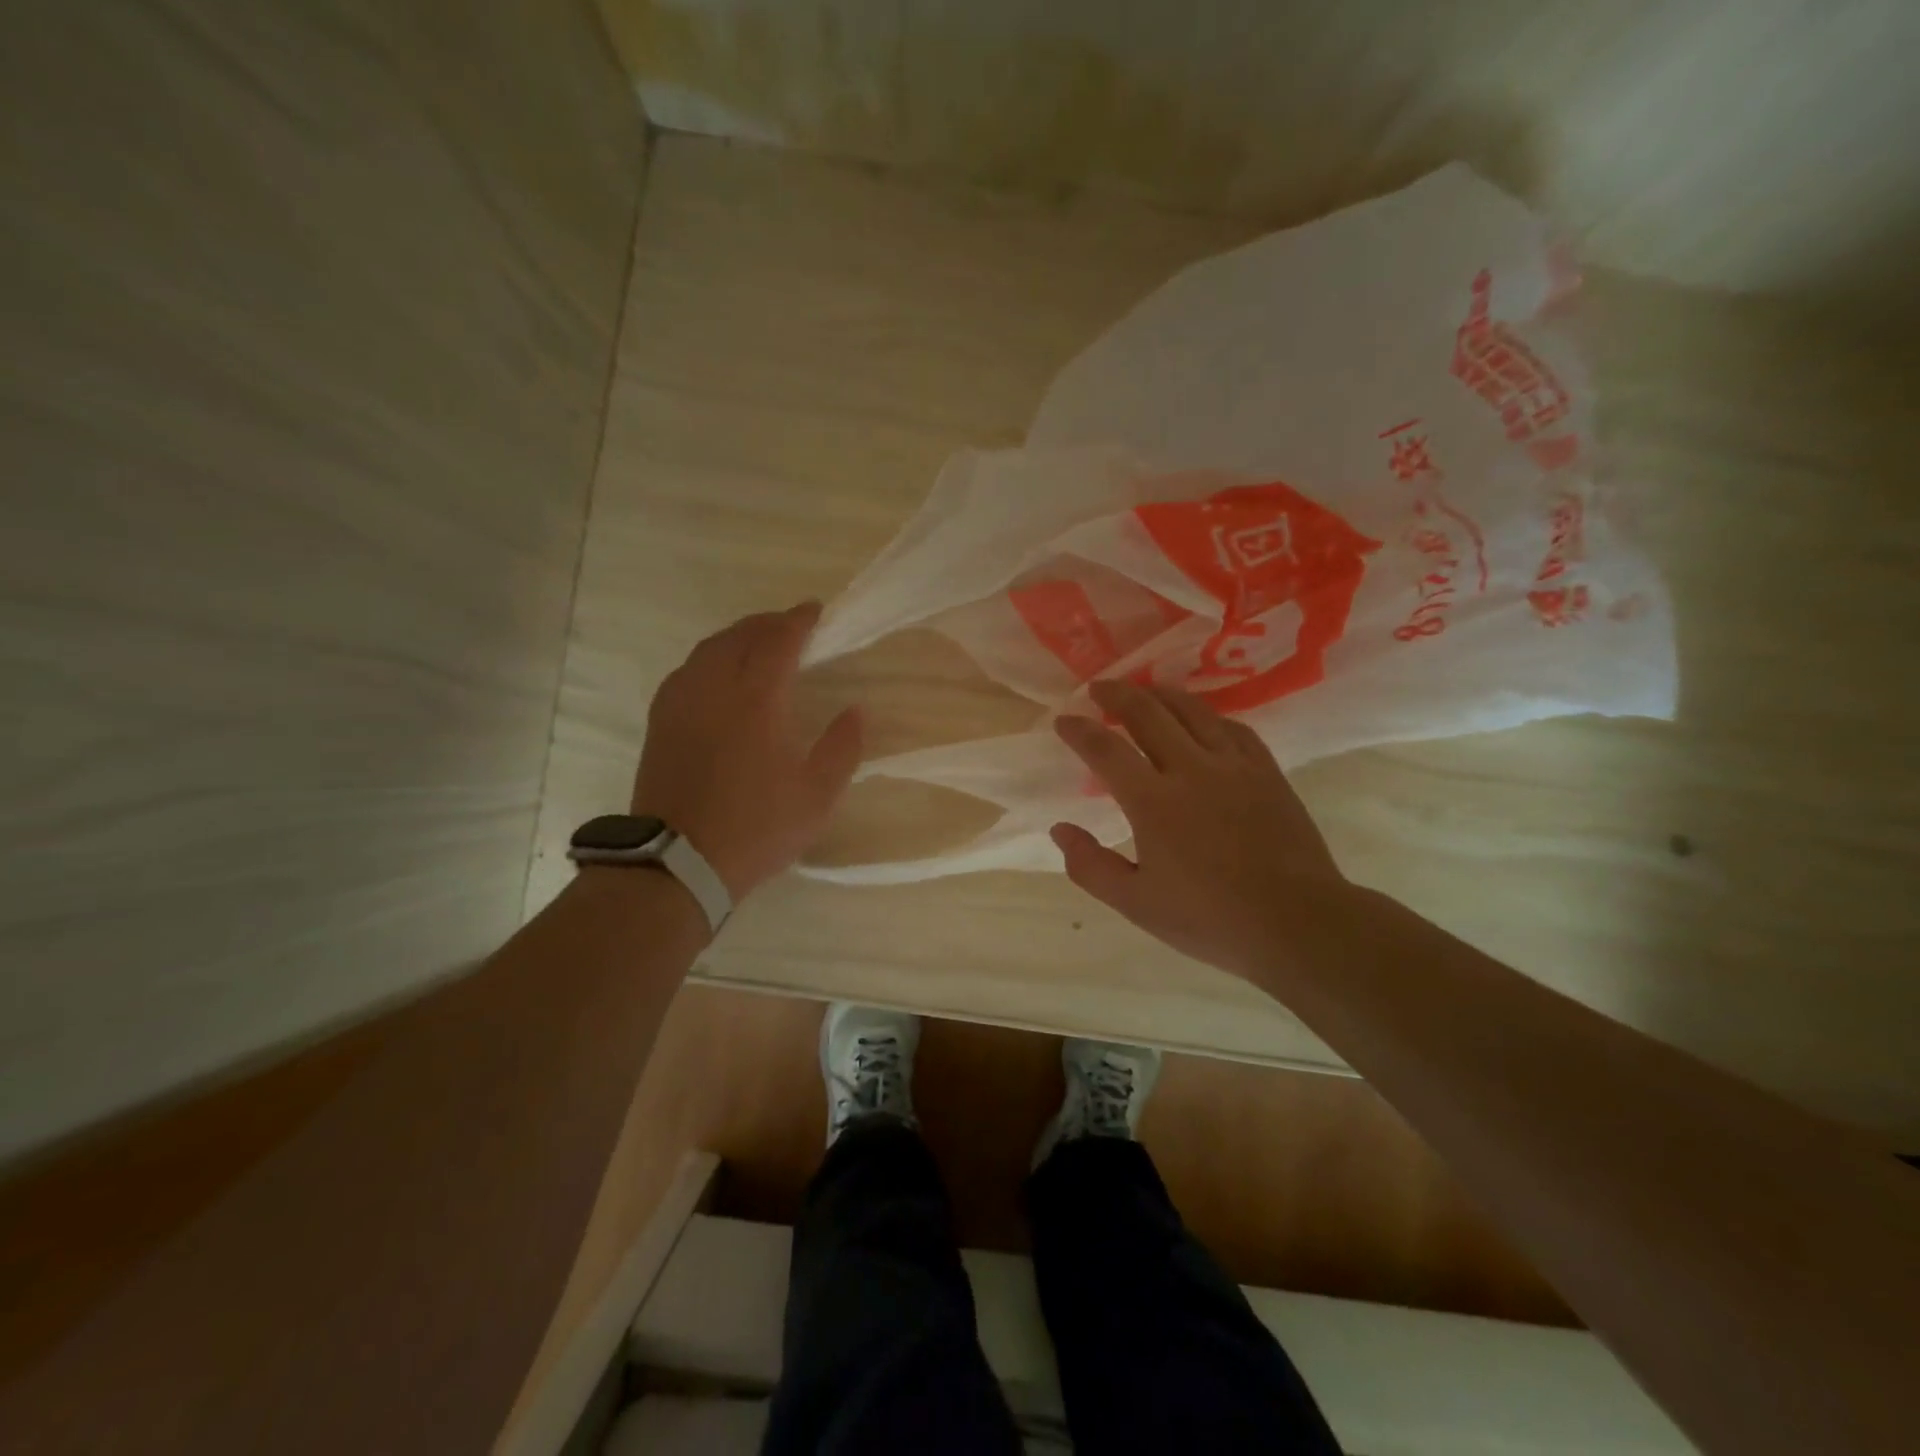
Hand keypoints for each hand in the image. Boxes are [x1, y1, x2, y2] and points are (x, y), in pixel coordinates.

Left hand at [632, 602, 861, 899]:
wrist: (678, 861)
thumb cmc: (756, 828)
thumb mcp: (817, 796)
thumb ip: (842, 748)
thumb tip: (856, 711)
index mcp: (756, 700)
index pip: (779, 641)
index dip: (799, 620)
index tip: (815, 610)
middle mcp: (714, 688)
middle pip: (740, 635)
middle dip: (767, 622)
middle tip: (790, 624)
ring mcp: (680, 703)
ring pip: (708, 649)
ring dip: (737, 636)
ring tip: (756, 642)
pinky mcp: (660, 722)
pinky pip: (687, 670)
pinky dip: (710, 658)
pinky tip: (717, 674)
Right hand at [1051, 679, 1350, 978]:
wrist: (1297, 923)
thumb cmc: (1210, 919)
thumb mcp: (1136, 904)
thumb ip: (1091, 865)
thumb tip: (1060, 829)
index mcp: (1153, 802)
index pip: (1106, 750)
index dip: (1079, 730)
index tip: (1064, 720)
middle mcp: (1191, 770)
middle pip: (1148, 713)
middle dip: (1117, 694)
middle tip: (1099, 688)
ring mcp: (1233, 766)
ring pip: (1192, 710)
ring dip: (1161, 694)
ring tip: (1144, 690)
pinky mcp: (1266, 771)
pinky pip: (1233, 727)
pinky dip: (1208, 715)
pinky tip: (1202, 718)